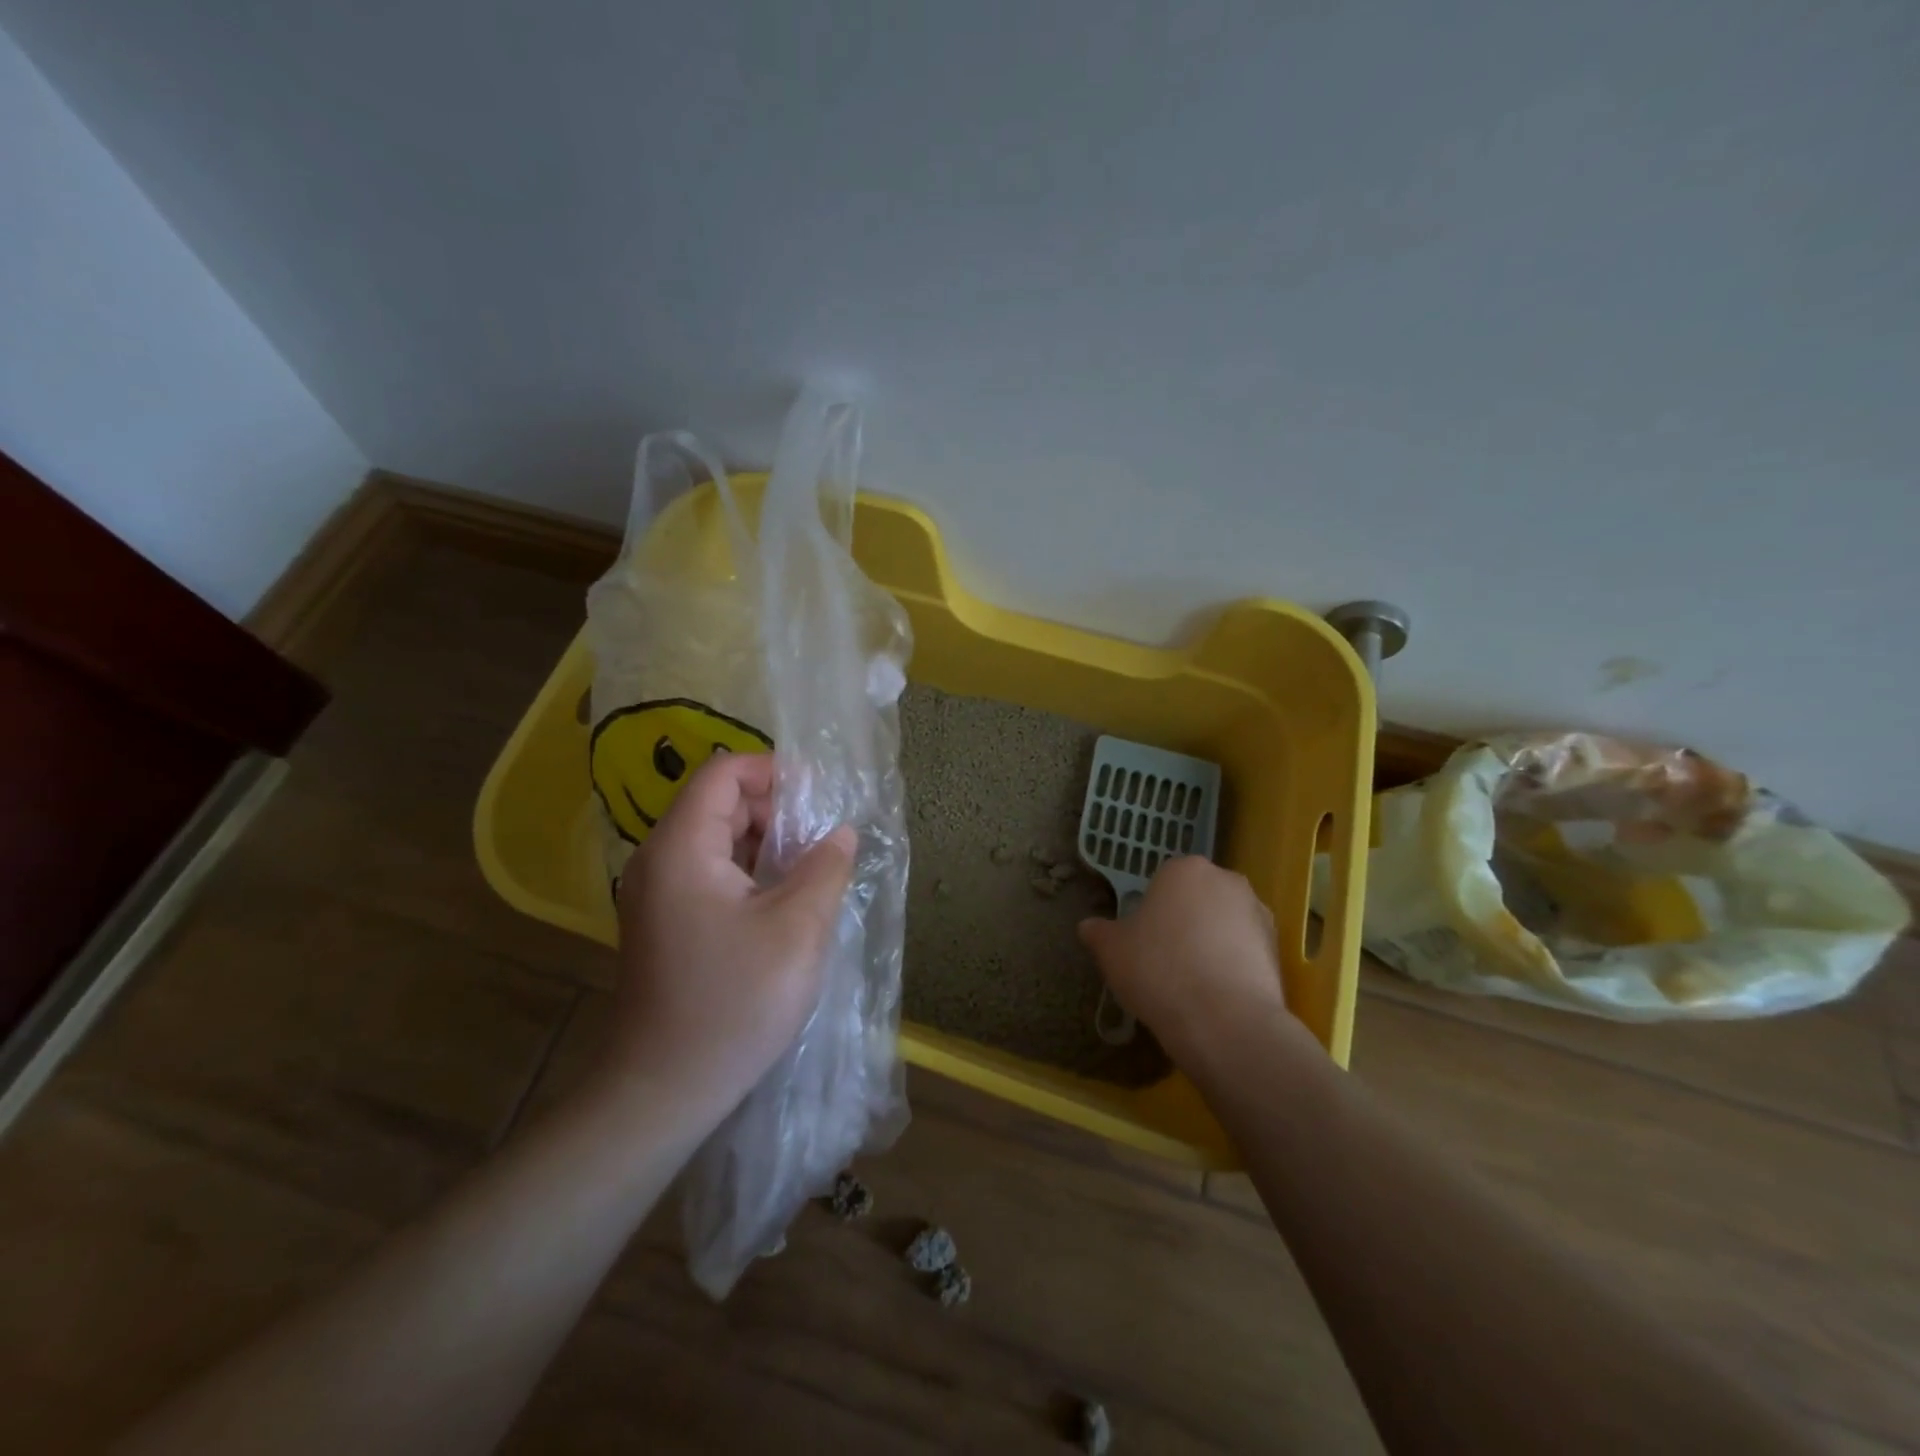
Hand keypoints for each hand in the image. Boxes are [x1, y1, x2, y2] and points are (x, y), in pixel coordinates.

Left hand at [605, 752, 855, 1118]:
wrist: (663, 1090)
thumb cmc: (733, 1002)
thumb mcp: (798, 929)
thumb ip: (825, 868)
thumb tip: (840, 833)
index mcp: (681, 847)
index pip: (722, 773)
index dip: (772, 772)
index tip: (818, 798)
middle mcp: (659, 860)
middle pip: (718, 804)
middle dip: (774, 811)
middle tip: (820, 841)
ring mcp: (657, 894)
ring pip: (715, 840)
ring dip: (764, 844)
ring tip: (809, 872)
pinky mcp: (664, 923)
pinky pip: (708, 874)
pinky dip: (747, 873)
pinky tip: (782, 903)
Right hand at [1078, 856, 1311, 1072]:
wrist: (1225, 1021)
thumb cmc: (1159, 970)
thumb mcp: (1111, 951)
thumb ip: (1099, 932)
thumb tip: (1088, 927)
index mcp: (1184, 869)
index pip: (1162, 881)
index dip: (1151, 911)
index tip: (1143, 941)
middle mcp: (1226, 880)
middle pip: (1197, 898)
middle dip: (1184, 921)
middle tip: (1165, 960)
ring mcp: (1258, 913)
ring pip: (1224, 923)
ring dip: (1211, 942)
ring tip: (1193, 983)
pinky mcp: (1279, 948)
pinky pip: (1245, 950)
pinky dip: (1233, 965)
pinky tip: (1217, 995)